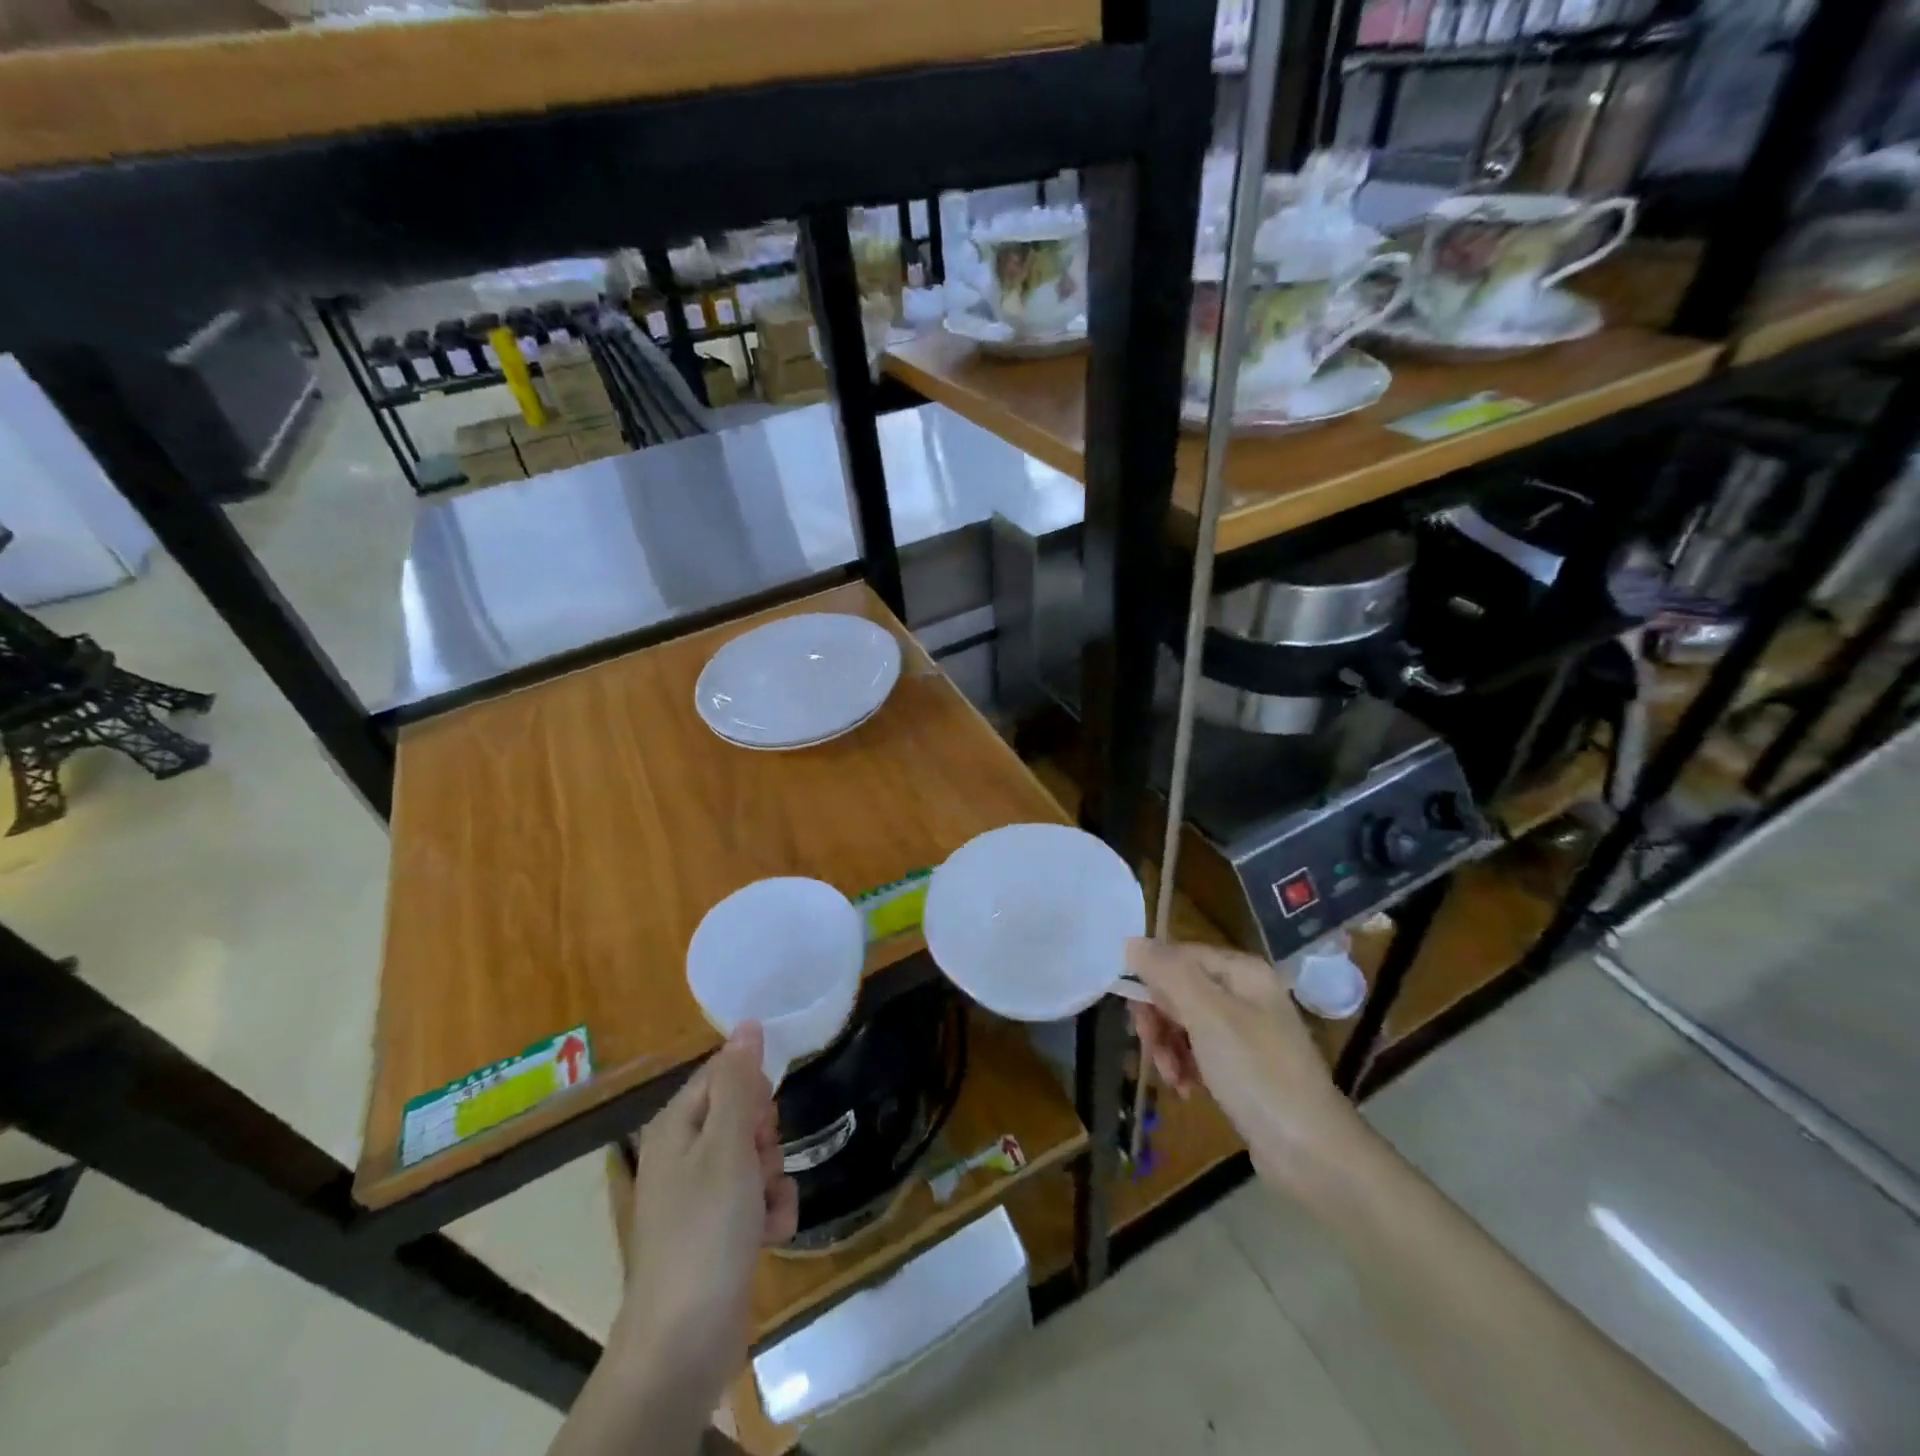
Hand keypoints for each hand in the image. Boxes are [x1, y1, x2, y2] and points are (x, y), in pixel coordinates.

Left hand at [614, 1024, 798, 1392]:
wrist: (684, 1342)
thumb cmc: (705, 1231)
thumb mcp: (728, 1146)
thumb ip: (740, 1083)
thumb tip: (748, 1024)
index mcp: (677, 1125)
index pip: (723, 1073)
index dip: (753, 1089)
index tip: (766, 1115)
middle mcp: (686, 1154)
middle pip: (745, 1114)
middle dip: (766, 1137)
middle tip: (759, 1162)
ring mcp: (702, 1195)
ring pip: (758, 1157)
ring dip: (774, 1178)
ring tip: (763, 1208)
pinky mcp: (720, 1231)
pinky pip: (759, 1198)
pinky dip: (771, 1212)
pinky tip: (769, 1236)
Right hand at [1126, 938, 1367, 1192]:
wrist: (1312, 1152)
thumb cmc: (1257, 1073)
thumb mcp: (1207, 1016)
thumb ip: (1168, 973)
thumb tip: (1132, 941)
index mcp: (1242, 972)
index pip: (1179, 956)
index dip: (1152, 980)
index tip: (1138, 1014)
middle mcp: (1244, 994)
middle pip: (1179, 989)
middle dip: (1159, 1020)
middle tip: (1150, 1048)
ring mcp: (1245, 1032)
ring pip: (1185, 1023)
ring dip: (1168, 1048)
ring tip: (1172, 1078)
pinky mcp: (1243, 1067)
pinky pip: (1200, 1053)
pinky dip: (1186, 1067)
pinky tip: (1186, 1089)